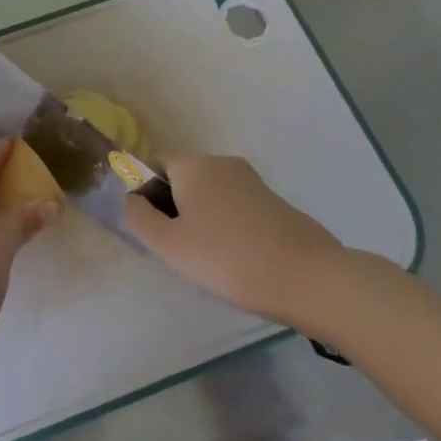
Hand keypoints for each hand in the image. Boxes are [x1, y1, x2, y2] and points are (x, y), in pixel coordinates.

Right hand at [124, 153, 348, 323]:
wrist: (309, 278)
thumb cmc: (229, 259)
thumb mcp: (169, 244)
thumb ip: (138, 217)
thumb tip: (130, 199)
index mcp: (193, 165)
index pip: (152, 164)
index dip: (142, 193)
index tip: (149, 230)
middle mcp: (222, 162)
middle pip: (182, 178)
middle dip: (171, 207)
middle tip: (174, 249)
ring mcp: (252, 181)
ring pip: (209, 193)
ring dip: (198, 218)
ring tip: (205, 259)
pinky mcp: (274, 201)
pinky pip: (234, 206)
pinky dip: (224, 225)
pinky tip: (234, 258)